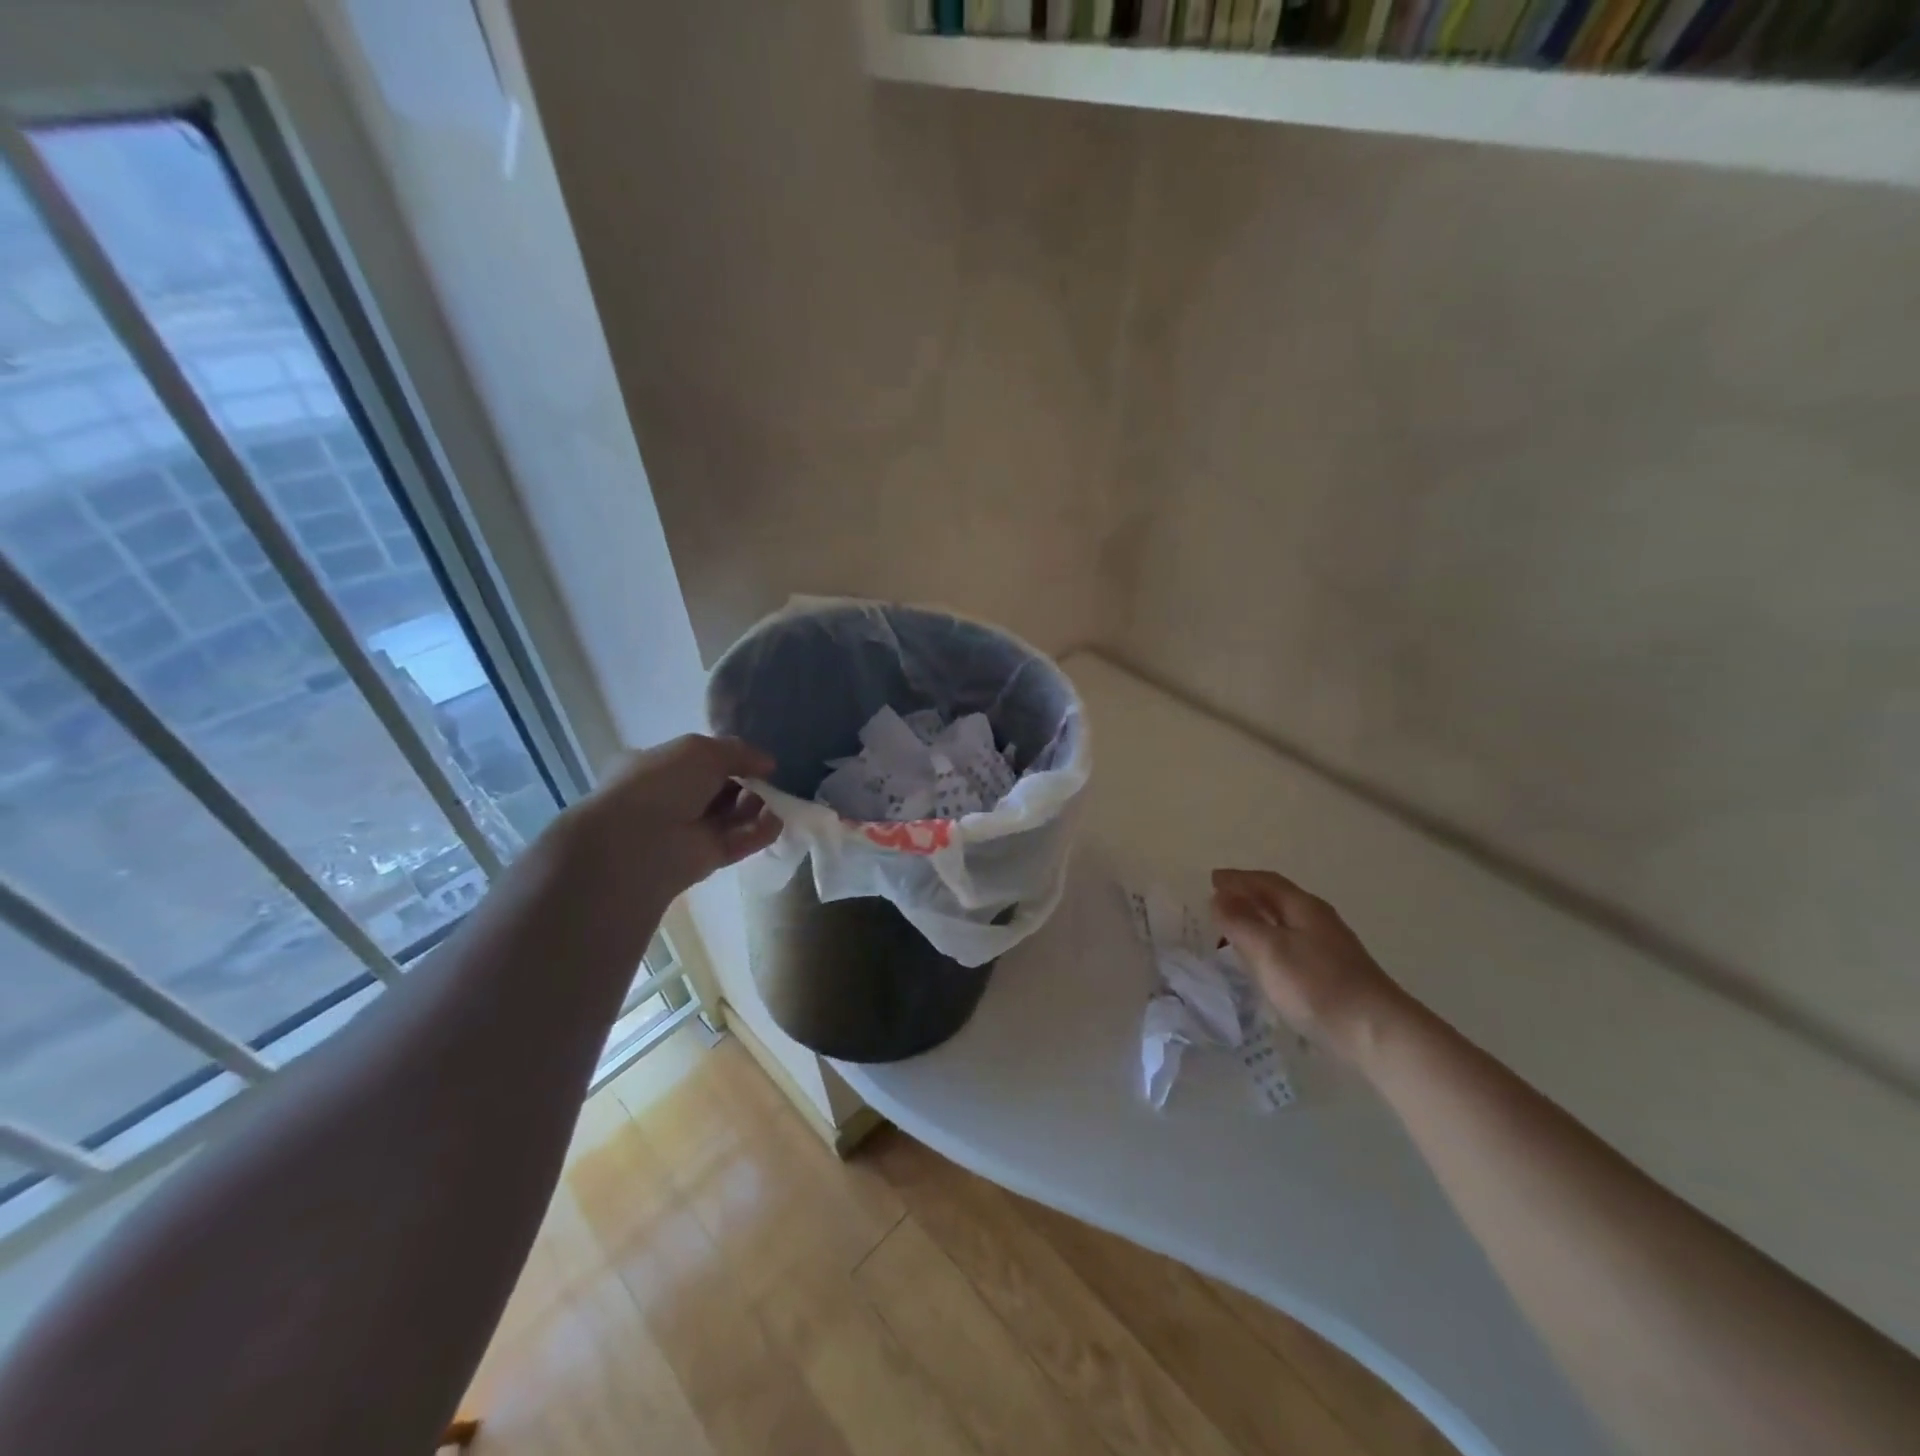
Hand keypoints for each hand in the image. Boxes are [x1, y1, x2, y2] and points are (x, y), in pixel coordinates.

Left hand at [559, 735, 782, 912]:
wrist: (637, 843)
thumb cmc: (661, 784)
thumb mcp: (701, 750)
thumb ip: (738, 751)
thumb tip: (768, 763)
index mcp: (657, 768)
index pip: (699, 761)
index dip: (729, 759)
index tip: (756, 761)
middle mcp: (671, 799)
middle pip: (721, 789)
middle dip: (747, 783)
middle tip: (766, 781)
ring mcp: (688, 831)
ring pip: (732, 815)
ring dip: (757, 806)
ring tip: (773, 800)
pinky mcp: (706, 858)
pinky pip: (739, 841)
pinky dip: (760, 831)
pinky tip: (775, 821)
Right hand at [1210, 868, 1411, 1061]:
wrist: (1378, 1033)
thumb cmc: (1317, 985)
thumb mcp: (1268, 950)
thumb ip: (1240, 921)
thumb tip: (1218, 896)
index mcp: (1303, 907)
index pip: (1265, 882)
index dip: (1237, 879)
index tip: (1212, 878)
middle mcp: (1319, 921)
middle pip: (1277, 899)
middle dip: (1247, 897)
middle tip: (1218, 901)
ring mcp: (1330, 948)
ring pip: (1285, 923)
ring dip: (1258, 921)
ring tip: (1234, 930)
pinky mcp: (1333, 973)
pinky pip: (1292, 945)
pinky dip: (1270, 943)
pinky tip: (1264, 961)